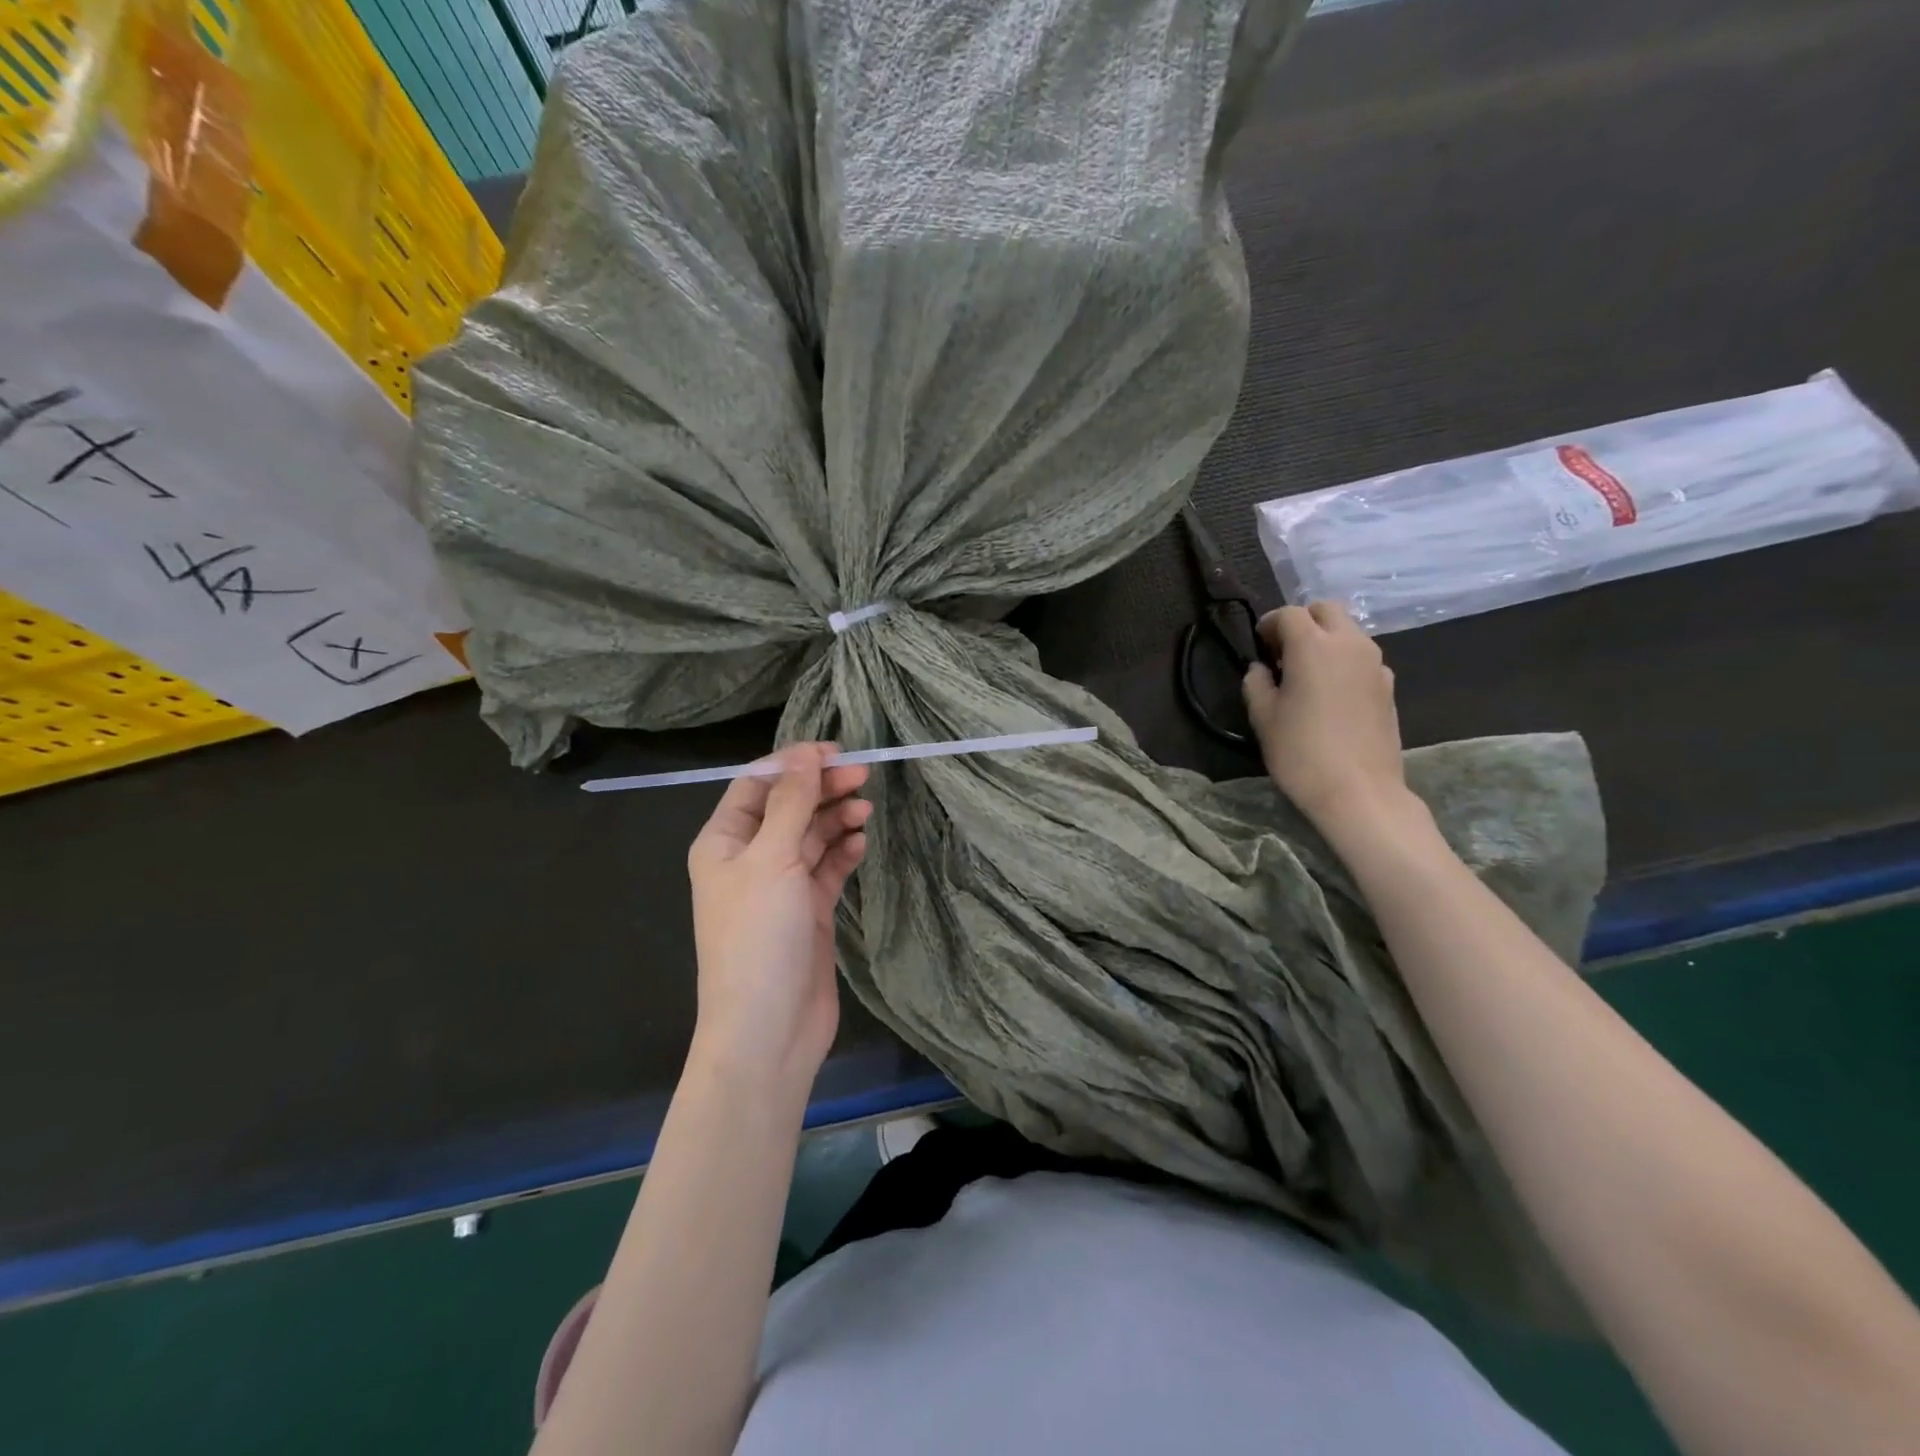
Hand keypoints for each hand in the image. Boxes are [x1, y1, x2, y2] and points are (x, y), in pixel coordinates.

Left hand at [686, 743, 871, 1091]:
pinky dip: (843, 853)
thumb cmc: (758, 937)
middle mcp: (749, 859)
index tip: (835, 752)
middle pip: (788, 807)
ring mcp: (780, 886)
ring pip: (811, 836)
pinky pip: (826, 868)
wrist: (768, 1031)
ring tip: (865, 811)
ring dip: (836, 819)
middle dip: (821, 789)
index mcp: (724, 842)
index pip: (757, 785)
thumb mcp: (772, 860)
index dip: (793, 764)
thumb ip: (791, 803)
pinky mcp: (808, 911)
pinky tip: (860, 844)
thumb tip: (804, 753)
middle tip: (863, 776)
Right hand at [1242, 602, 1411, 833]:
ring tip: (1306, 674)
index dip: (1269, 624)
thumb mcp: (1263, 717)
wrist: (1359, 791)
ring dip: (1325, 640)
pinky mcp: (1388, 686)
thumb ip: (1256, 683)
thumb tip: (1261, 669)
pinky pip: (1362, 658)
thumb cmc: (1301, 752)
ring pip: (1349, 632)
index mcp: (1313, 645)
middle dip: (1303, 621)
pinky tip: (1331, 694)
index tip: (1258, 645)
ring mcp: (1375, 664)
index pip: (1289, 614)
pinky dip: (1344, 662)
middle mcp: (1349, 644)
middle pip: (1327, 610)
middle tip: (1283, 651)